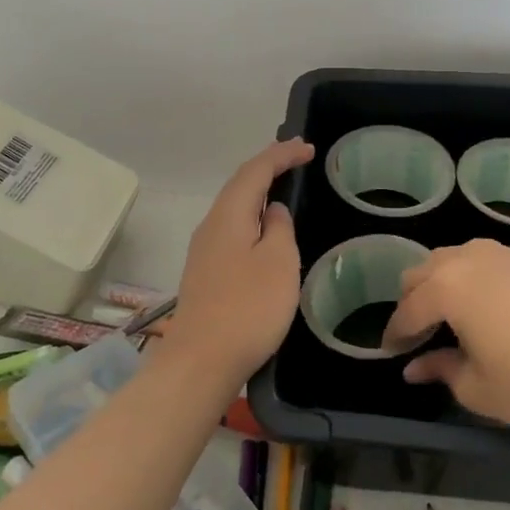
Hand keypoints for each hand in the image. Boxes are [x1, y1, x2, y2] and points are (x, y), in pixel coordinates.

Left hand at [165, 138, 315, 383]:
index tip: (308, 149)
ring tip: (283, 187)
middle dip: (268, 167)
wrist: (201, 361)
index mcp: (229, 214)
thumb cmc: (248, 308)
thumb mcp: (279, 263)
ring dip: (258, 192)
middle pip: (240, 184)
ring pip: (234, 207)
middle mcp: (211, 224)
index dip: (282, 154)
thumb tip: (273, 211)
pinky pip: (232, 229)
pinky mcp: (205, 272)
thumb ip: (280, 228)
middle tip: (298, 158)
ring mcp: (204, 249)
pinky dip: (252, 217)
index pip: (256, 170)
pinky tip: (263, 230)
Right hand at [383, 239, 509, 439]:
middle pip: (422, 273)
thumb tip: (416, 367)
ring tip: (448, 318)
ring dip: (439, 284)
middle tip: (418, 337)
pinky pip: (481, 259)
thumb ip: (441, 370)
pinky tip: (483, 307)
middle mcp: (468, 260)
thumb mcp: (479, 389)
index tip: (390, 354)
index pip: (408, 310)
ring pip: (451, 259)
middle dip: (413, 303)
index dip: (395, 334)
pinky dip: (468, 278)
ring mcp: (501, 255)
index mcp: (448, 288)